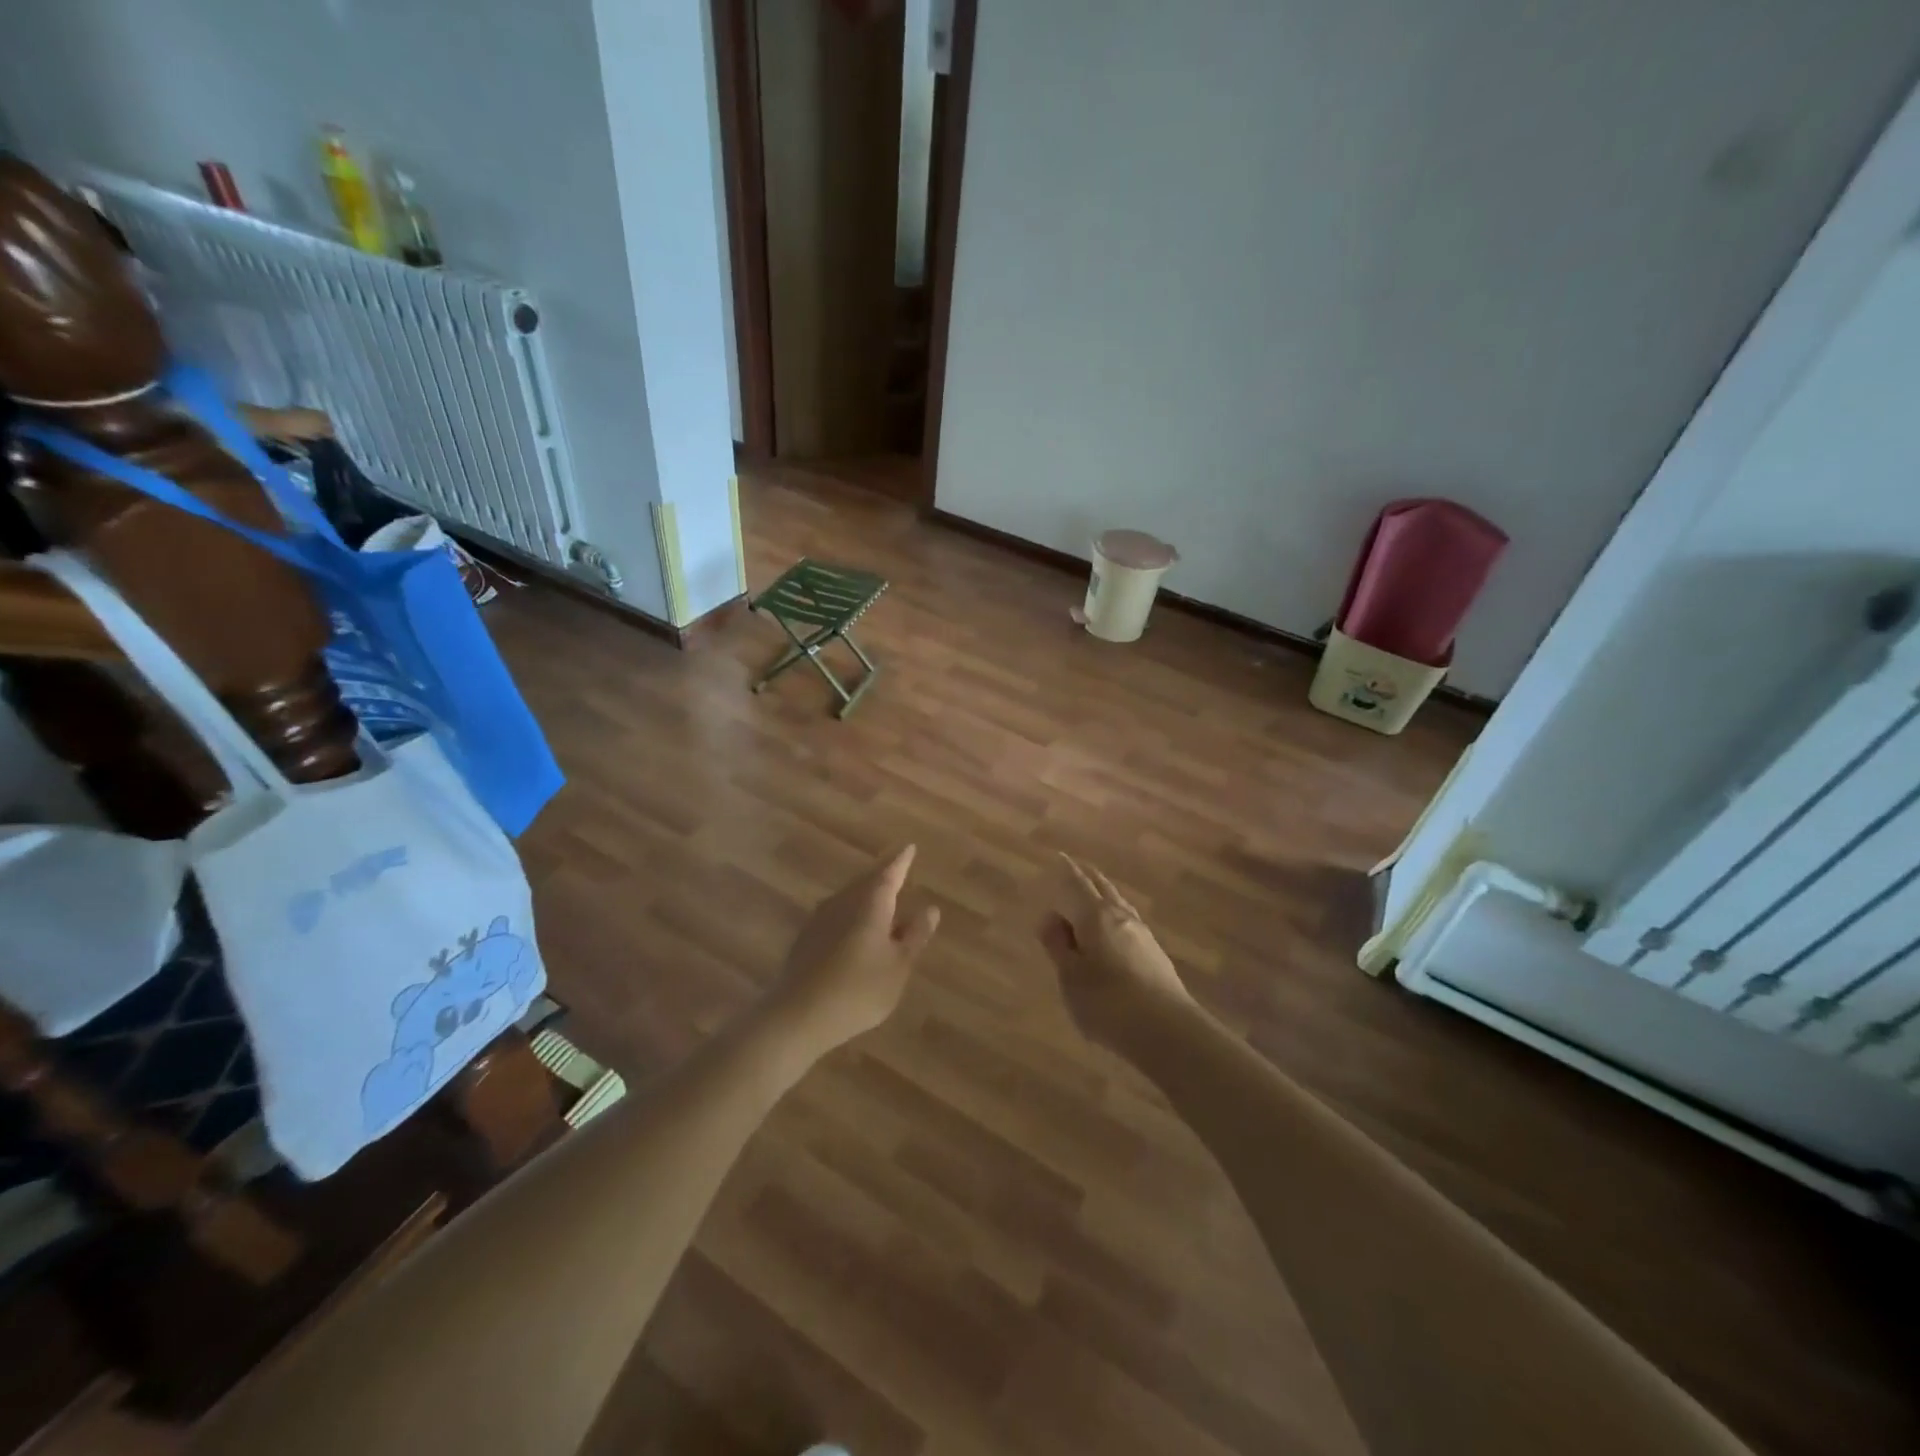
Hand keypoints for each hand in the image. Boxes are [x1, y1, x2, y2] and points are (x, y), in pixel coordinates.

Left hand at [772, 845, 940, 1050]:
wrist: (797, 1015)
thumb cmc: (858, 990)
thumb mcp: (898, 966)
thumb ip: (915, 936)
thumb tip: (930, 909)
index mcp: (871, 903)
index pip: (890, 873)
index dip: (902, 861)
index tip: (909, 847)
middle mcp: (844, 902)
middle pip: (866, 882)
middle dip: (883, 876)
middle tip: (897, 870)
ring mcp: (820, 919)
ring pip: (849, 897)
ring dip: (866, 896)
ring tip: (881, 901)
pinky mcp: (806, 938)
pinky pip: (836, 915)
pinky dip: (851, 915)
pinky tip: (855, 930)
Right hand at [1038, 854, 1194, 1049]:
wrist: (1167, 1030)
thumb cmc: (1107, 1002)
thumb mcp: (1071, 976)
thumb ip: (1059, 946)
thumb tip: (1050, 917)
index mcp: (1095, 916)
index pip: (1077, 884)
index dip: (1067, 870)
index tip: (1060, 857)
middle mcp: (1120, 916)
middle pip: (1103, 888)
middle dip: (1088, 878)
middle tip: (1077, 869)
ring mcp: (1142, 934)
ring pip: (1119, 904)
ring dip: (1104, 896)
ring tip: (1095, 895)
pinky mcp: (1154, 954)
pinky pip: (1128, 922)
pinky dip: (1115, 916)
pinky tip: (1114, 929)